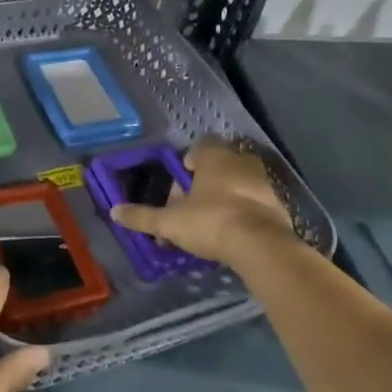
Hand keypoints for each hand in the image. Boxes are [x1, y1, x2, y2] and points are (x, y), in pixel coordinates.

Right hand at [112, 136, 301, 270]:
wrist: (262, 246)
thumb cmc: (212, 222)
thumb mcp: (171, 222)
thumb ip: (143, 216)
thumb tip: (114, 211)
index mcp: (215, 157)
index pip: (201, 144)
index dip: (189, 159)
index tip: (183, 179)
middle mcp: (241, 161)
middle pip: (220, 163)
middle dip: (207, 180)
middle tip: (193, 204)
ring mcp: (263, 182)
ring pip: (240, 181)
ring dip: (227, 195)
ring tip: (212, 221)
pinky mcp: (278, 205)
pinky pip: (255, 201)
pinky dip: (245, 211)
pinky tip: (234, 232)